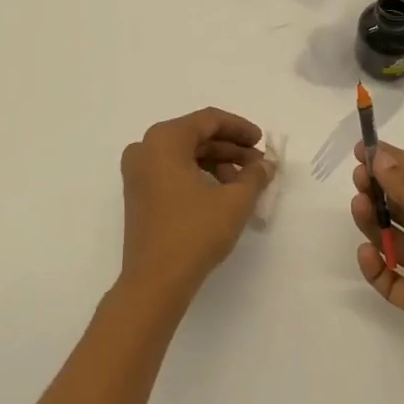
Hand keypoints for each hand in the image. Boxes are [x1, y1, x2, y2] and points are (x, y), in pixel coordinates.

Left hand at [121, 108, 273, 304]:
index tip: (261, 142)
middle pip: (196, 136)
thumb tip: (266, 165)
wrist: (155, 282)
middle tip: (258, 165)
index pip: (208, 120)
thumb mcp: (234, 201)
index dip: (239, 129)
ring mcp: (138, 173)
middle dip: (230, 148)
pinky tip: (222, 194)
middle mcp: (145, 149)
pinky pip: (173, 171)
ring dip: (217, 163)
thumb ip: (255, 176)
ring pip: (185, 155)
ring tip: (243, 183)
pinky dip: (199, 175)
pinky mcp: (139, 195)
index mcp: (164, 140)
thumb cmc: (194, 232)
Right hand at [351, 143, 403, 377]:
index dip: (392, 161)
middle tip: (358, 180)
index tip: (362, 149)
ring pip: (391, 238)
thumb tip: (380, 158)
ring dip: (373, 221)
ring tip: (359, 207)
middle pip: (403, 205)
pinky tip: (368, 253)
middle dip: (379, 189)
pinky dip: (374, 266)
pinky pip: (388, 279)